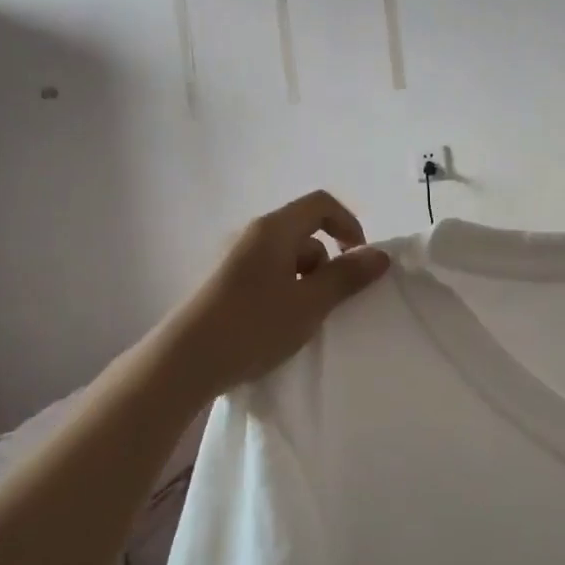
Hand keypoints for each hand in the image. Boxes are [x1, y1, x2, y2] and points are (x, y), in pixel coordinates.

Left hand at [152, 191, 390, 402]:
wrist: (185, 360)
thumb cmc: (253, 326)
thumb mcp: (310, 303)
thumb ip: (347, 277)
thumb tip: (379, 255)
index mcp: (273, 229)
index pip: (321, 204)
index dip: (349, 225)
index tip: (360, 262)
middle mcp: (250, 235)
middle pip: (303, 232)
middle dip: (327, 263)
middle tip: (330, 302)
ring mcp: (231, 258)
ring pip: (284, 258)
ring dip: (304, 282)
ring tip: (302, 320)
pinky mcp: (221, 283)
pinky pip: (265, 276)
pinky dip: (283, 292)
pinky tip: (277, 327)